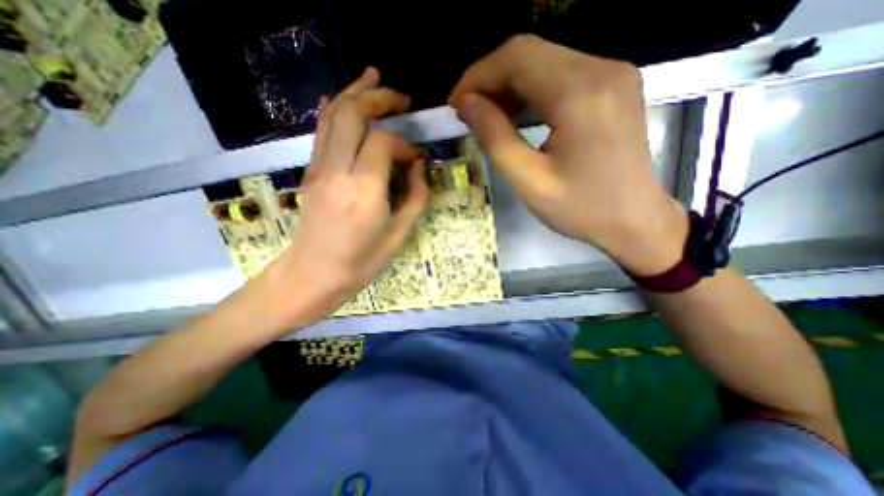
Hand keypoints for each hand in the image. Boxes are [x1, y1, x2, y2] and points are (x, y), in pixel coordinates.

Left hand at [260, 67, 428, 319]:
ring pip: (332, 115)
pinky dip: (333, 109)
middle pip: (352, 114)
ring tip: (373, 77)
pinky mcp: (310, 172)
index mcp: (364, 190)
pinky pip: (320, 131)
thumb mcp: (399, 233)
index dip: (404, 143)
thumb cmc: (362, 261)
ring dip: (354, 92)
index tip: (415, 157)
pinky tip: (342, 97)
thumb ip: (415, 196)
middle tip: (401, 97)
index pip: (383, 142)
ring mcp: (318, 169)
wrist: (314, 274)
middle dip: (378, 97)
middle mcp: (337, 171)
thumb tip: (417, 166)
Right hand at [452, 34, 685, 274]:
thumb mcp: (529, 181)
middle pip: (530, 53)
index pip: (517, 58)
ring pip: (544, 60)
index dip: (478, 76)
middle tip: (468, 113)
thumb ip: (495, 139)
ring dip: (509, 85)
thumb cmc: (581, 209)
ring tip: (488, 116)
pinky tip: (517, 114)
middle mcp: (601, 69)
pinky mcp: (613, 85)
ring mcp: (612, 73)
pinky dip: (531, 90)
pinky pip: (561, 73)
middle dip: (490, 79)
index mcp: (580, 94)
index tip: (456, 105)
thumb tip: (467, 105)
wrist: (634, 220)